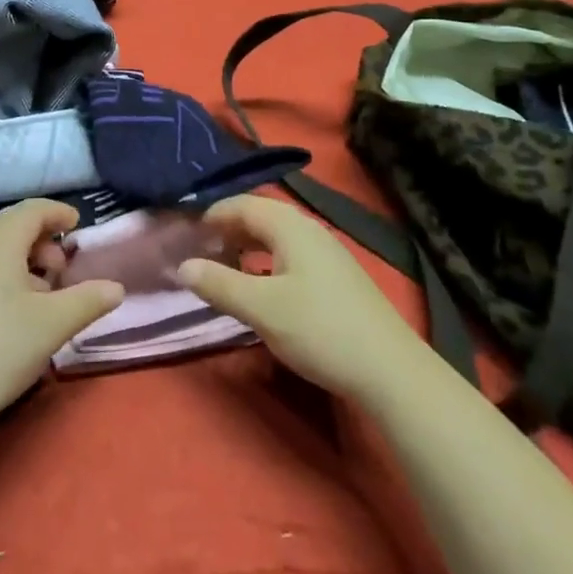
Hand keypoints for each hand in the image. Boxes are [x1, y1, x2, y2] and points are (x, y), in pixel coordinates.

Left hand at [0, 200, 124, 435]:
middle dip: (42, 241)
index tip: (78, 225)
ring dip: (21, 263)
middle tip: (61, 270)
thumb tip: (116, 287)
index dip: (58, 212)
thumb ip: (88, 300)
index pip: (33, 209)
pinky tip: (7, 317)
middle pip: (11, 227)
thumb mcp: (53, 324)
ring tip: (39, 297)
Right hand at [176, 194, 424, 405]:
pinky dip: (266, 260)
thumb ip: (219, 284)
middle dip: (227, 228)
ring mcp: (327, 252)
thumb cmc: (319, 329)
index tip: (184, 233)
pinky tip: (261, 286)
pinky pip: (290, 253)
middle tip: (199, 250)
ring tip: (223, 267)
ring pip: (276, 236)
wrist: (390, 369)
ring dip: (247, 245)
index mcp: (289, 225)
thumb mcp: (261, 309)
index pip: (241, 204)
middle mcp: (308, 228)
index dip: (211, 215)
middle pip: (259, 216)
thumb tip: (182, 266)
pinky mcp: (337, 276)